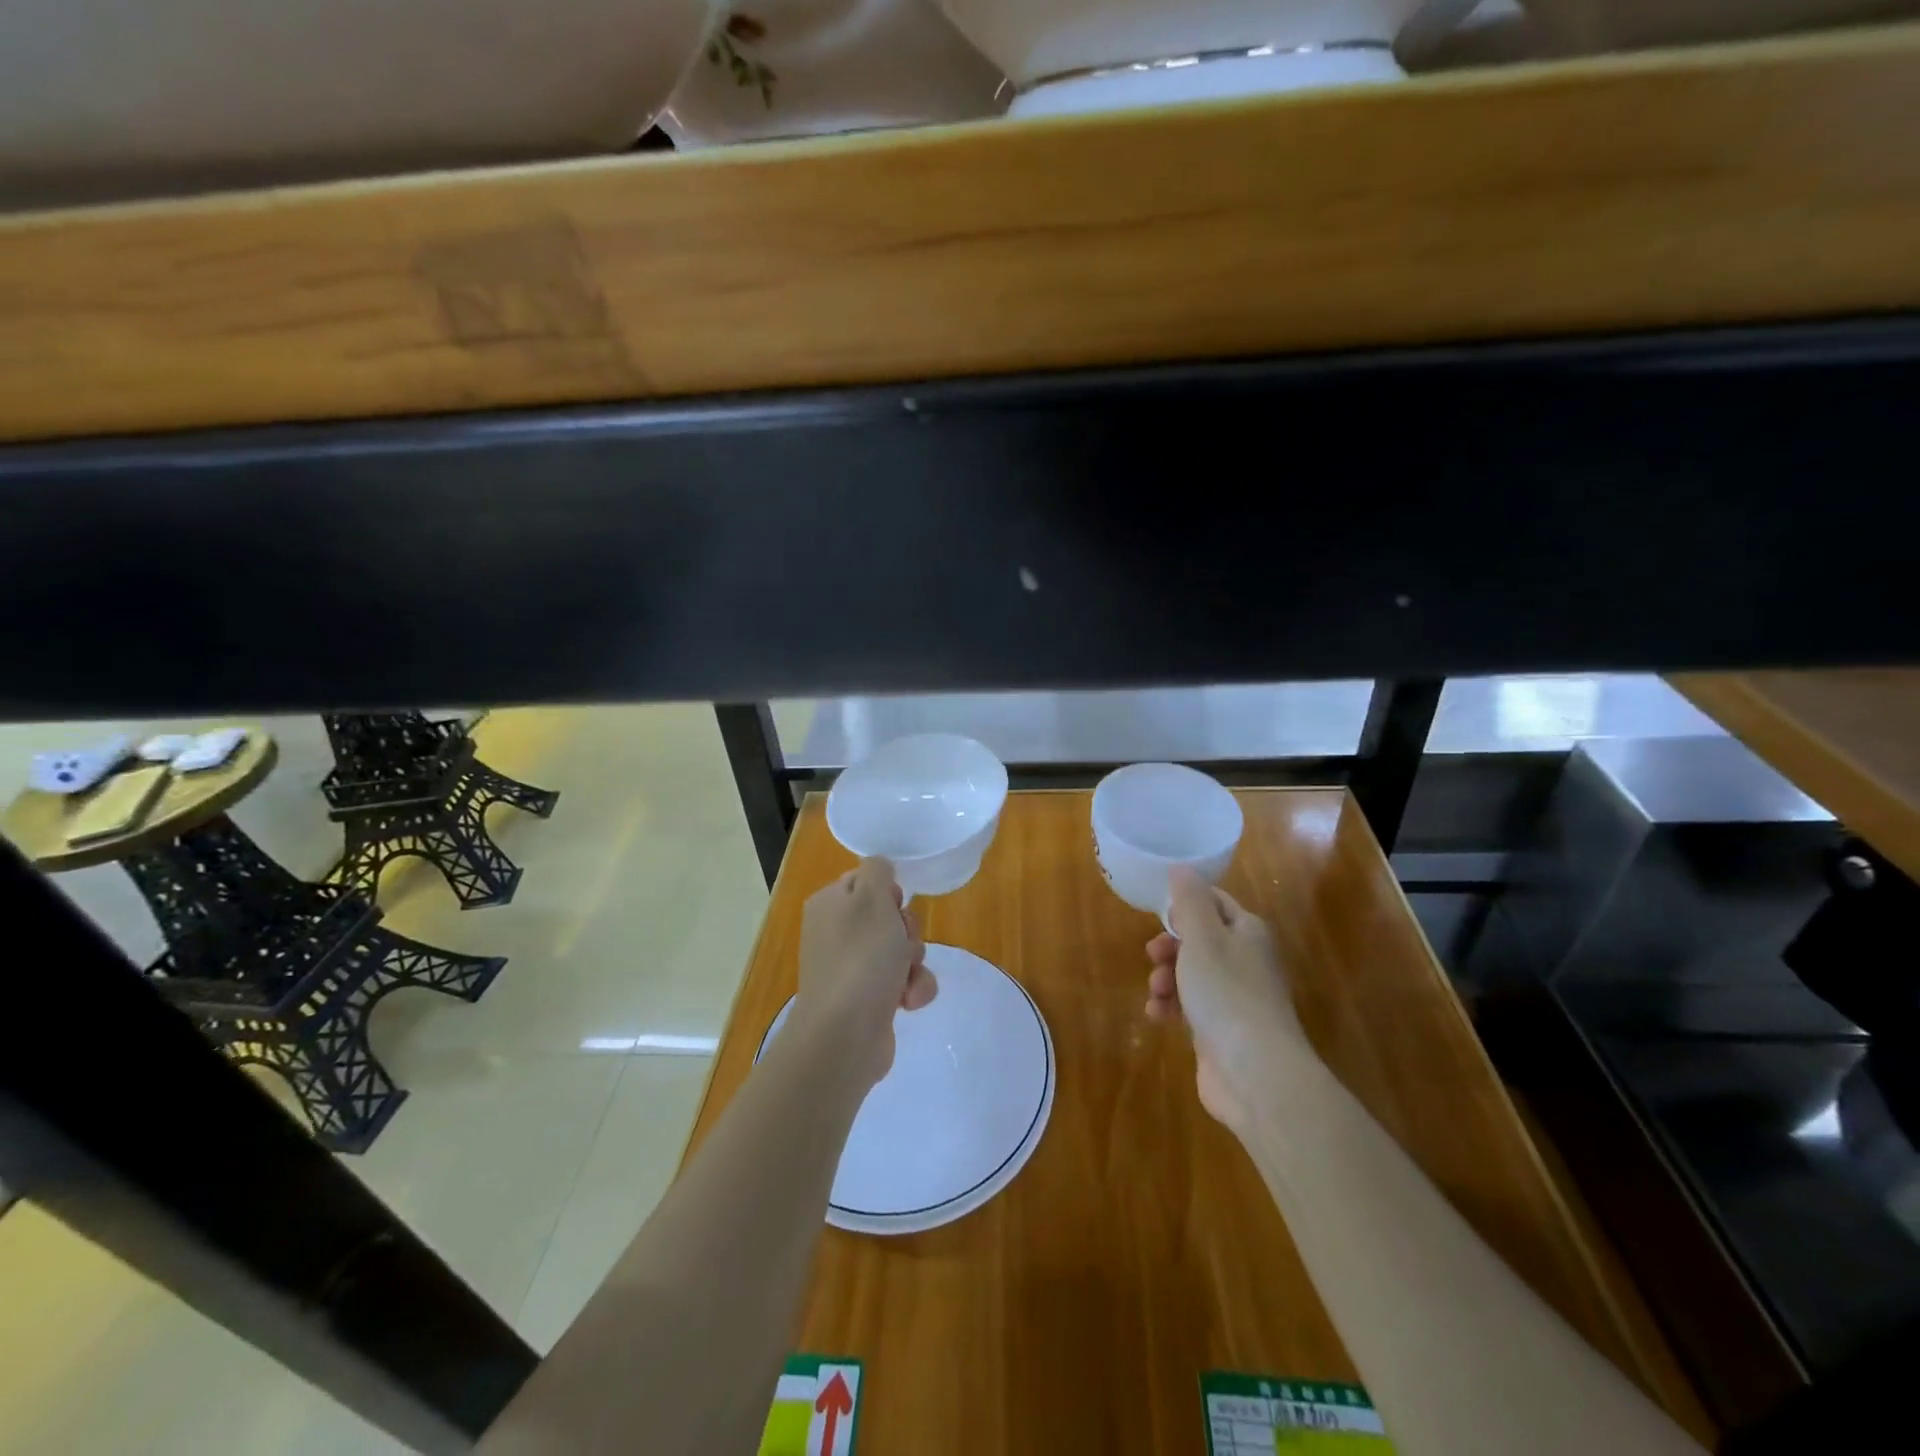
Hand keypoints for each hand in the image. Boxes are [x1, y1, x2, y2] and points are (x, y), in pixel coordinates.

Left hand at [795, 858, 937, 1086]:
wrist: (845, 1036)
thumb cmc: (860, 958)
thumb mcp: (871, 898)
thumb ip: (878, 871)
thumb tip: (879, 869)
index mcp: (830, 904)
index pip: (866, 880)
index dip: (889, 891)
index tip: (895, 905)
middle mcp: (836, 934)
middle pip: (889, 915)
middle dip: (907, 930)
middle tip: (901, 943)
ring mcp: (852, 969)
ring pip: (901, 949)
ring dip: (914, 962)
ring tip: (906, 978)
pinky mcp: (868, 1000)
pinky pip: (903, 981)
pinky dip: (912, 988)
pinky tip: (908, 1001)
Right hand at [1145, 866, 1311, 1131]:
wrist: (1254, 1073)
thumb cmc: (1226, 993)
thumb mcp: (1202, 937)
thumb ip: (1189, 900)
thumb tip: (1181, 868)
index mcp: (1247, 931)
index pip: (1214, 902)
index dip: (1184, 906)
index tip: (1159, 916)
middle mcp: (1245, 960)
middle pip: (1198, 940)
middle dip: (1169, 946)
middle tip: (1153, 955)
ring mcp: (1234, 998)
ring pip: (1191, 975)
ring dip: (1166, 979)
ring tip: (1157, 993)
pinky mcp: (1221, 1030)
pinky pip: (1190, 1007)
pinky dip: (1171, 1008)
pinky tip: (1157, 1017)